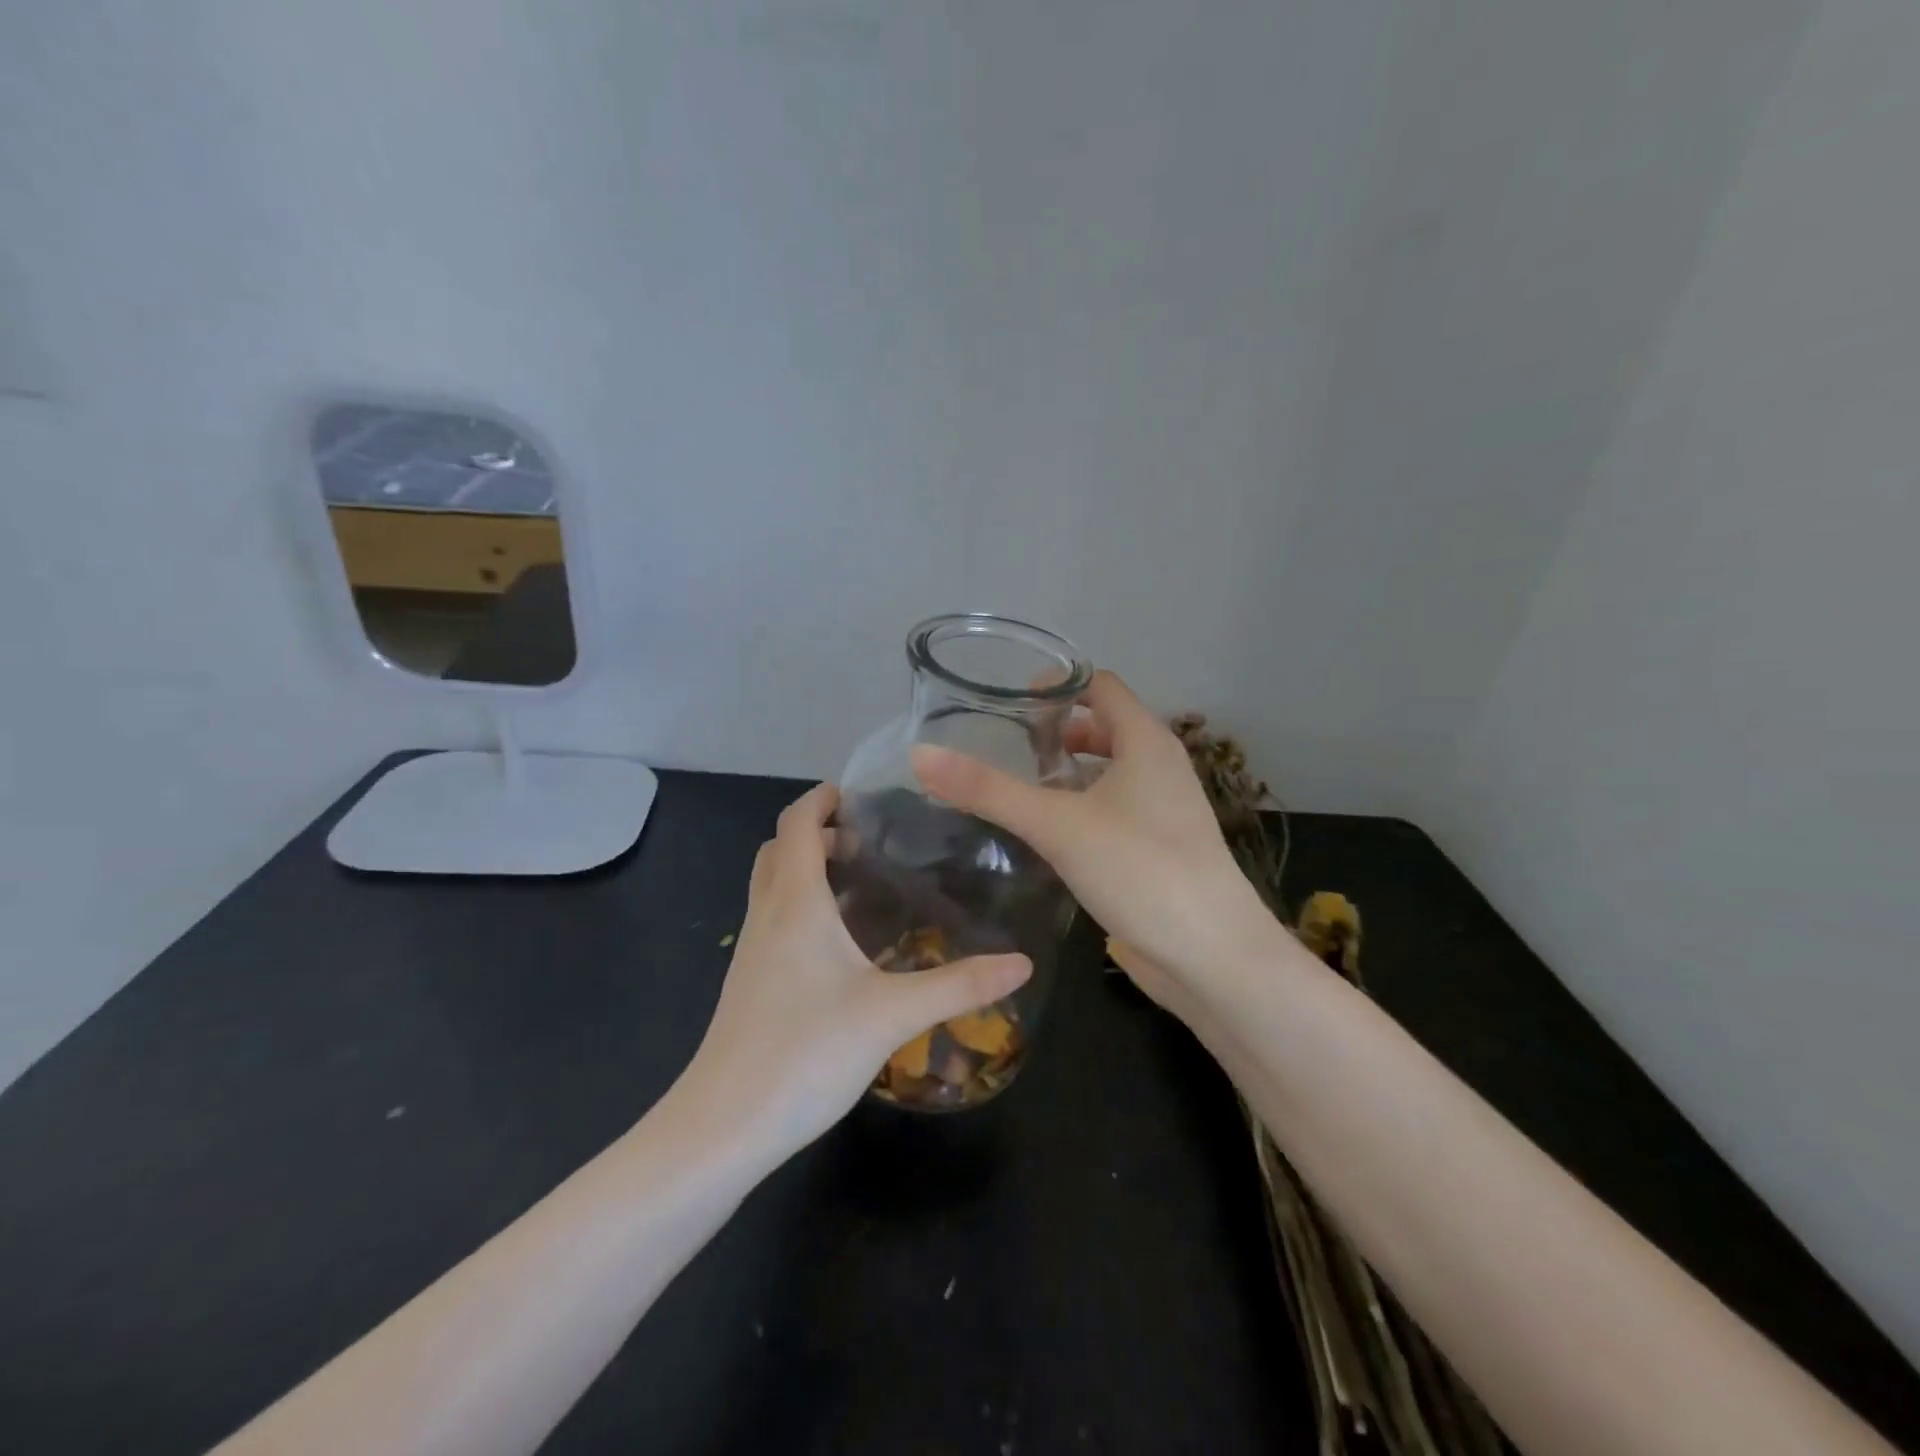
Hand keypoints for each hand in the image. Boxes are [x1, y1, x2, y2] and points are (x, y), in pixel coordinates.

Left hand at [677, 783, 1030, 1161]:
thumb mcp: (893, 1015)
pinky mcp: (748, 985)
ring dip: (804, 870)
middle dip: (815, 834)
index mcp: (796, 903)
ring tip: (856, 885)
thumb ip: (960, 985)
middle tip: (865, 843)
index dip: (820, 800)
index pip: (796, 825)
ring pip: (771, 887)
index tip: (855, 794)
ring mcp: (751, 952)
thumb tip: (1022, 964)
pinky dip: (798, 906)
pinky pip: (772, 921)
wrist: (722, 1128)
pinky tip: (835, 946)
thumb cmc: (805, 1053)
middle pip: (778, 850)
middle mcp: (767, 916)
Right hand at [912, 671, 1282, 1013]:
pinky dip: (1083, 807)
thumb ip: (988, 790)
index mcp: (1146, 742)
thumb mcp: (1056, 824)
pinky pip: (1116, 810)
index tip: (1007, 702)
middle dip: (1056, 731)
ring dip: (1069, 773)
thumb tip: (920, 755)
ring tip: (1020, 787)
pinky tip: (1051, 835)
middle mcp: (1160, 766)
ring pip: (1110, 772)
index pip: (1100, 685)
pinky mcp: (1160, 848)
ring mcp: (1165, 810)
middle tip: (1005, 746)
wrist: (1213, 956)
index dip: (1056, 684)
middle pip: (1104, 727)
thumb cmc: (1140, 870)